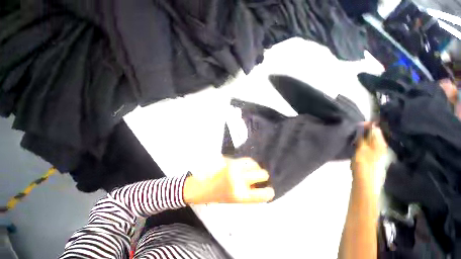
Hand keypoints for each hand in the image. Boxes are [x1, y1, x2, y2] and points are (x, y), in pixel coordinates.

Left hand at [184, 157, 274, 203]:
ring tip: (252, 170)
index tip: (269, 190)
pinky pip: (245, 159)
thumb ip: (248, 192)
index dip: (269, 192)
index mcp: (240, 195)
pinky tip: (245, 165)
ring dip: (255, 167)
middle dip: (263, 176)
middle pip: (262, 173)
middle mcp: (239, 180)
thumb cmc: (218, 196)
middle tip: (260, 177)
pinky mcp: (229, 160)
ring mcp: (234, 168)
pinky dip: (248, 162)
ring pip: (254, 163)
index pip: (263, 195)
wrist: (200, 187)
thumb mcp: (235, 199)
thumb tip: (259, 184)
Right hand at [351, 124, 386, 183]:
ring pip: (371, 140)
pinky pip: (369, 146)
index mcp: (380, 143)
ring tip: (354, 136)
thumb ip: (364, 137)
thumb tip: (367, 125)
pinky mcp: (373, 157)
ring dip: (363, 137)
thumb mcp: (361, 148)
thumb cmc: (363, 163)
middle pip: (374, 134)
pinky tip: (357, 145)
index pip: (376, 129)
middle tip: (354, 130)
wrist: (365, 180)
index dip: (368, 125)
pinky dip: (363, 143)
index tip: (357, 124)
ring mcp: (378, 152)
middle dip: (365, 131)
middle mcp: (381, 146)